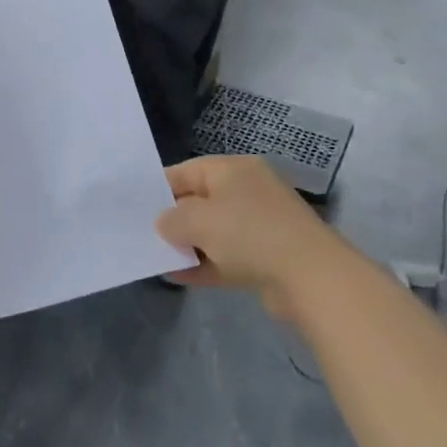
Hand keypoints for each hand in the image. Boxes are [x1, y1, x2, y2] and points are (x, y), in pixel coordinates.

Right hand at [156, 157, 348, 321]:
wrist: (311, 277)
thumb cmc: (249, 233)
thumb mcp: (200, 220)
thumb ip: (173, 219)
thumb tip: (164, 222)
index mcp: (233, 169)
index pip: (187, 171)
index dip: (160, 187)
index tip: (136, 205)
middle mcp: (247, 190)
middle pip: (200, 200)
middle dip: (174, 218)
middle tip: (143, 233)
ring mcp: (259, 224)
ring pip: (213, 230)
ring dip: (188, 244)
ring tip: (158, 258)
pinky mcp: (266, 256)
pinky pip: (226, 255)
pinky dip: (205, 264)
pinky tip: (179, 277)